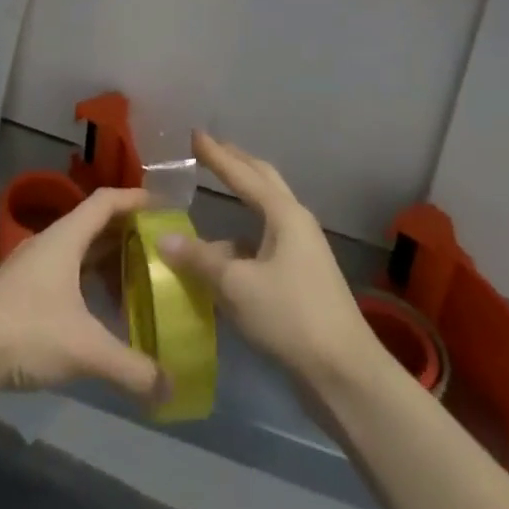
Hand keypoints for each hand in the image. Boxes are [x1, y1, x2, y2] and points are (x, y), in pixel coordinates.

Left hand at [0, 187, 164, 403]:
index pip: (105, 201)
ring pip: (79, 251)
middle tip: (160, 249)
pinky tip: (101, 310)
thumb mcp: (84, 349)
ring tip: (137, 281)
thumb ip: (130, 368)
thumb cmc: (26, 330)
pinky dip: (89, 281)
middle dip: (127, 233)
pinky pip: (67, 272)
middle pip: (94, 224)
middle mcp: (51, 242)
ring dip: (107, 260)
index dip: (135, 199)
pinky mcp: (23, 290)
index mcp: (66, 237)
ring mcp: (34, 266)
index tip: (163, 206)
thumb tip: (170, 388)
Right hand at [159, 132, 377, 389]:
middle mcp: (296, 223)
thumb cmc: (291, 317)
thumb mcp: (237, 286)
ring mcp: (303, 251)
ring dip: (242, 197)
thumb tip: (163, 239)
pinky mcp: (302, 279)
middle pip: (263, 181)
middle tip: (209, 149)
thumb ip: (199, 259)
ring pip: (266, 212)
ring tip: (215, 192)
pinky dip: (243, 237)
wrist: (345, 375)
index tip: (195, 134)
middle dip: (237, 163)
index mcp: (284, 214)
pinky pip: (266, 241)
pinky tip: (224, 250)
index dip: (216, 154)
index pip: (243, 173)